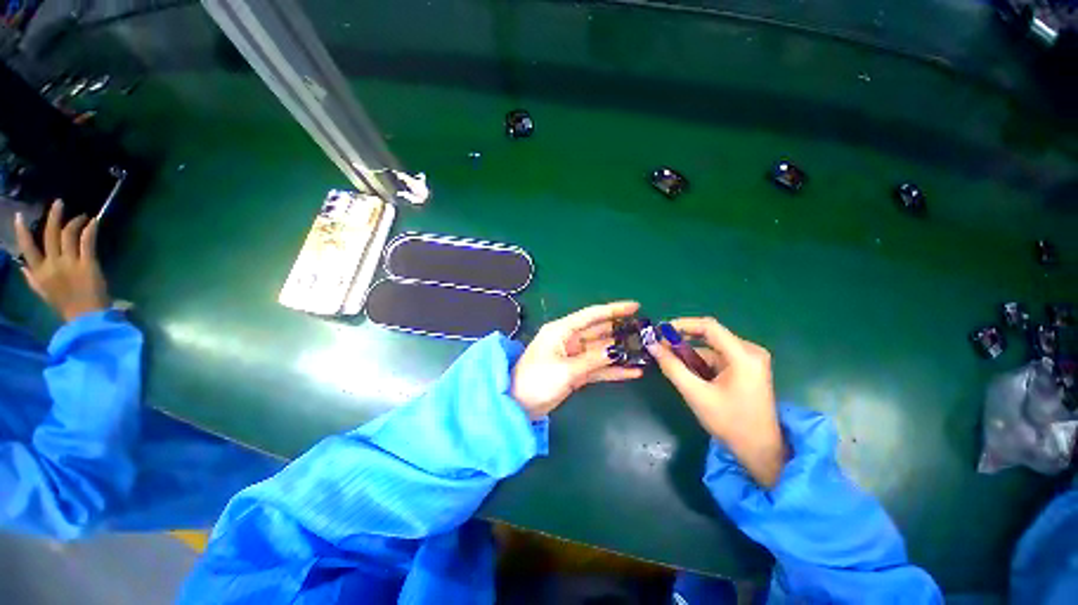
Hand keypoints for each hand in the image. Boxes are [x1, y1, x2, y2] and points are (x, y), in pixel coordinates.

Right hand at [14, 200, 110, 321]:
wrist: (87, 317)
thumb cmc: (66, 306)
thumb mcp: (43, 293)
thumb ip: (32, 279)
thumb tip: (22, 265)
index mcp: (39, 273)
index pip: (27, 248)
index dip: (22, 231)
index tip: (19, 216)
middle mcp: (52, 265)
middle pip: (50, 235)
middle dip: (53, 216)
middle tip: (59, 203)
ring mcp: (70, 263)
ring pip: (68, 235)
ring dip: (75, 222)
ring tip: (82, 216)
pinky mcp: (88, 264)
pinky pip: (87, 242)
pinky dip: (90, 229)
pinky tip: (94, 221)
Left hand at [511, 301, 643, 418]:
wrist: (518, 405)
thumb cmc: (537, 380)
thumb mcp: (566, 369)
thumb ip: (593, 359)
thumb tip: (617, 350)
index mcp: (562, 330)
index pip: (592, 315)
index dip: (614, 310)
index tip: (636, 307)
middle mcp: (569, 339)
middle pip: (599, 331)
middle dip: (620, 330)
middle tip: (644, 331)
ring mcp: (573, 356)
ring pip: (601, 350)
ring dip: (620, 351)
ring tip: (643, 351)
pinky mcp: (575, 372)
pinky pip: (598, 367)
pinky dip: (613, 370)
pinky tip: (633, 372)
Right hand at [646, 317, 785, 487]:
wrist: (761, 451)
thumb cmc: (730, 423)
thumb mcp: (696, 394)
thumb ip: (672, 367)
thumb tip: (652, 345)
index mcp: (743, 356)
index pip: (709, 326)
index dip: (682, 324)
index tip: (660, 330)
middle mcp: (750, 351)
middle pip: (710, 335)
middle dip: (683, 339)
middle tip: (660, 346)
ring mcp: (750, 360)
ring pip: (712, 347)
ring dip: (690, 353)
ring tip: (670, 363)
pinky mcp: (747, 368)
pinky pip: (718, 356)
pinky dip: (700, 362)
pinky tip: (688, 373)